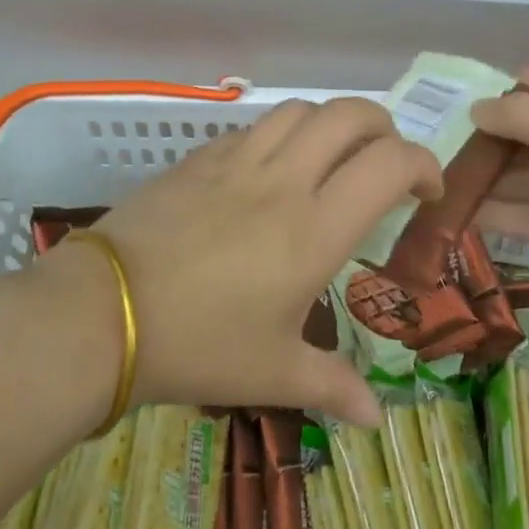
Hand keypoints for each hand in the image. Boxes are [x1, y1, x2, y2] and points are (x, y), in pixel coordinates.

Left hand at [56, 97, 440, 427]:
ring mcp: (238, 161)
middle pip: (350, 115)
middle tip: (385, 162)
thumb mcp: (271, 372)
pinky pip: (253, 128)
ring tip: (331, 158)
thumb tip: (375, 419)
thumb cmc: (197, 345)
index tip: (425, 194)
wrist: (103, 314)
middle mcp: (285, 180)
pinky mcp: (200, 158)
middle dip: (384, 127)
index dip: (423, 166)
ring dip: (330, 124)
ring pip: (301, 110)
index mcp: (315, 229)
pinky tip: (269, 171)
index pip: (389, 164)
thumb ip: (332, 387)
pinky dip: (280, 135)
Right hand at [470, 64, 528, 304]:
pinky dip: (496, 212)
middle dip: (497, 135)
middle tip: (448, 134)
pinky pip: (527, 214)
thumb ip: (516, 114)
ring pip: (528, 177)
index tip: (493, 88)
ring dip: (489, 176)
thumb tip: (476, 109)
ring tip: (440, 173)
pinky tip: (455, 209)